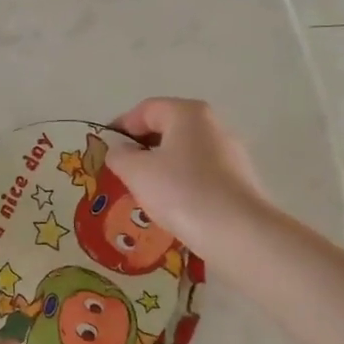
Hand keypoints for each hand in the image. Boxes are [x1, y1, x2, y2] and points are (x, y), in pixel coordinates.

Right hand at [106, 97, 271, 256]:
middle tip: (120, 172)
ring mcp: (230, 153)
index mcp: (187, 113)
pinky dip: (180, 183)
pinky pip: (199, 173)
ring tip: (142, 193)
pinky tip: (171, 206)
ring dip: (159, 168)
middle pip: (167, 129)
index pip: (145, 110)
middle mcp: (212, 125)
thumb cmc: (181, 191)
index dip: (120, 127)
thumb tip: (120, 151)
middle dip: (140, 148)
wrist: (238, 233)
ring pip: (183, 153)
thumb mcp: (136, 172)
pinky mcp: (239, 180)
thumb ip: (119, 155)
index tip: (104, 150)